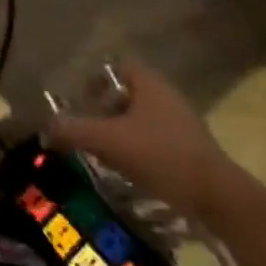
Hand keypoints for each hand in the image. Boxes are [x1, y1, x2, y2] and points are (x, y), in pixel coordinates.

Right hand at [46, 63, 237, 227]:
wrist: (219, 198)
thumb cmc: (160, 156)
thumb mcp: (107, 141)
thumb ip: (73, 130)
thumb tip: (46, 129)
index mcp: (149, 84)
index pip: (118, 67)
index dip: (96, 80)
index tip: (82, 101)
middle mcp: (168, 97)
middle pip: (128, 94)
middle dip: (105, 110)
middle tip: (89, 129)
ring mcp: (184, 124)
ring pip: (142, 119)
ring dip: (121, 132)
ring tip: (106, 153)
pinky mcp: (193, 151)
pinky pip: (157, 140)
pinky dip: (139, 150)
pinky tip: (130, 171)